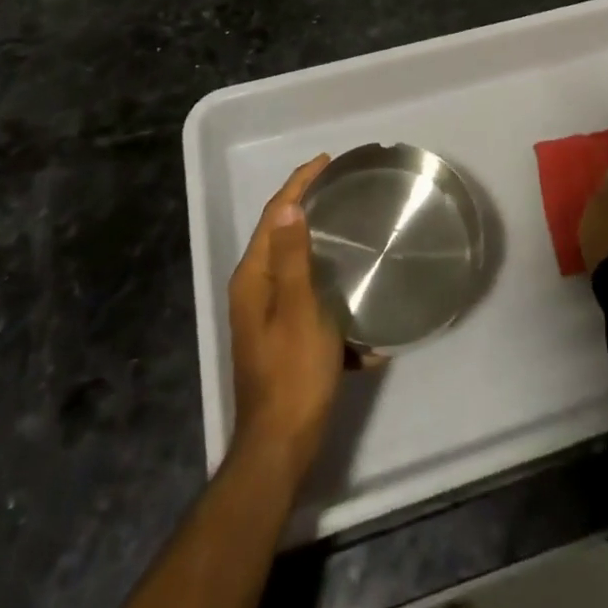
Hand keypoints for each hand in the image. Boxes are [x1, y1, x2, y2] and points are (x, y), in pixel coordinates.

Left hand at [228, 155, 344, 483]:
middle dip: (308, 207)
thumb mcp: (299, 309)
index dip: (297, 184)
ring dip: (321, 246)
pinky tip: (354, 298)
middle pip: (281, 234)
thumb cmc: (293, 372)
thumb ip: (292, 257)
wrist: (282, 446)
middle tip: (339, 187)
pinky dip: (329, 288)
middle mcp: (254, 290)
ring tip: (351, 228)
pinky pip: (308, 295)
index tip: (325, 162)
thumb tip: (288, 203)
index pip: (274, 215)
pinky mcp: (282, 335)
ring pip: (296, 264)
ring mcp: (266, 315)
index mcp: (253, 278)